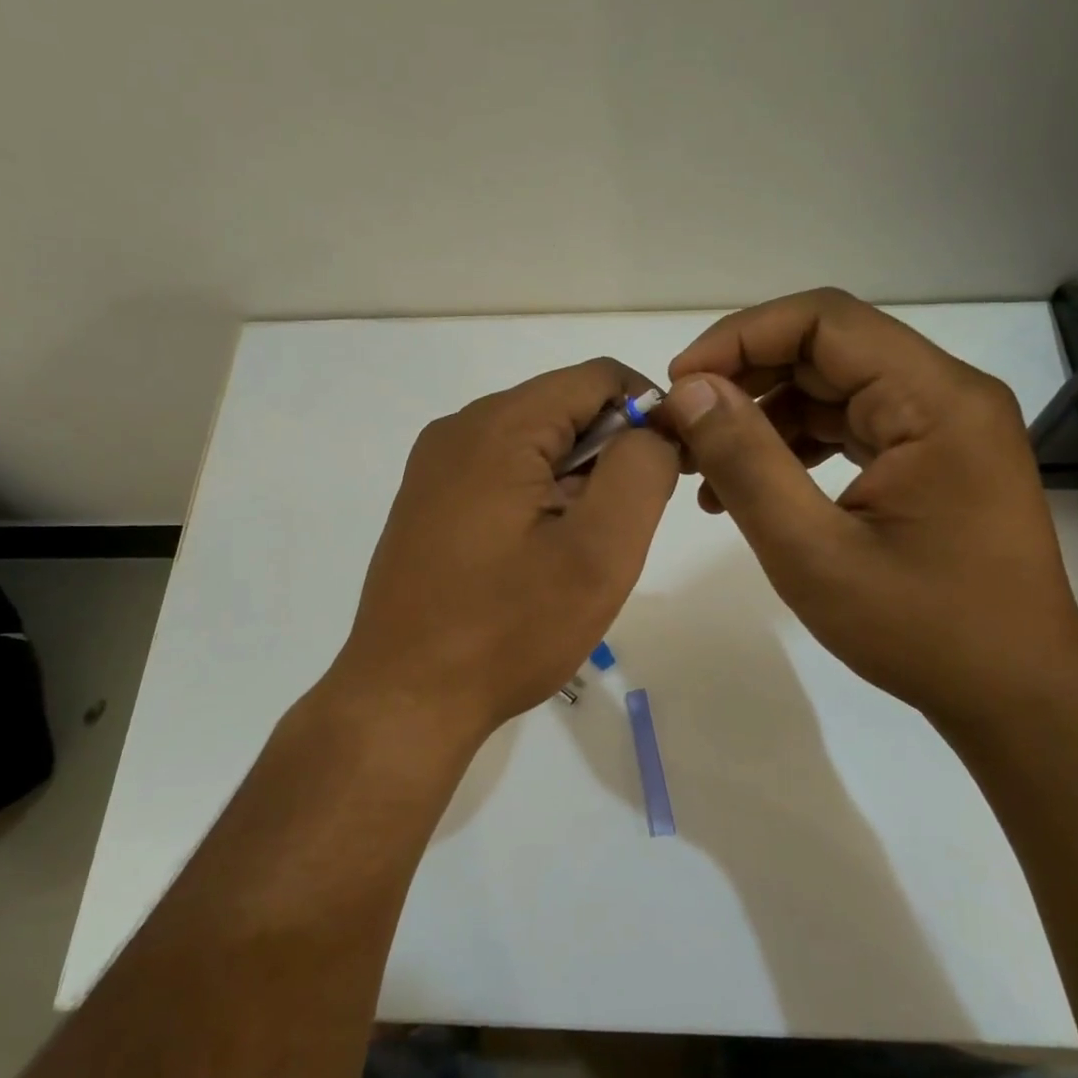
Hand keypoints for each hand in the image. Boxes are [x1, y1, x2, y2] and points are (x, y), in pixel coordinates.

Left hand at [326, 358, 678, 745]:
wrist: (405, 699)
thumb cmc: (507, 629)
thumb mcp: (598, 551)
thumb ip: (640, 471)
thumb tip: (653, 427)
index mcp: (498, 426)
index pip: (599, 377)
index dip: (650, 412)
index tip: (671, 470)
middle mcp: (458, 429)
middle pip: (564, 408)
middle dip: (610, 454)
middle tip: (621, 529)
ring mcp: (436, 467)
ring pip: (534, 444)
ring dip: (575, 482)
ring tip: (578, 552)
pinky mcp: (428, 502)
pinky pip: (501, 474)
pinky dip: (538, 499)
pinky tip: (537, 559)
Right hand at [660, 289, 1077, 729]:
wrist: (1014, 695)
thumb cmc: (920, 629)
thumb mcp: (812, 551)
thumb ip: (746, 463)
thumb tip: (690, 391)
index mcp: (934, 400)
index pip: (824, 321)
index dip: (740, 338)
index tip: (681, 385)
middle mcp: (946, 395)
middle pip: (827, 350)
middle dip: (744, 381)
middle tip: (683, 427)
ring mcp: (942, 427)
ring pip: (832, 389)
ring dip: (763, 418)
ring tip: (705, 469)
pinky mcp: (932, 459)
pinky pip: (849, 427)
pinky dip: (794, 447)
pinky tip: (750, 491)